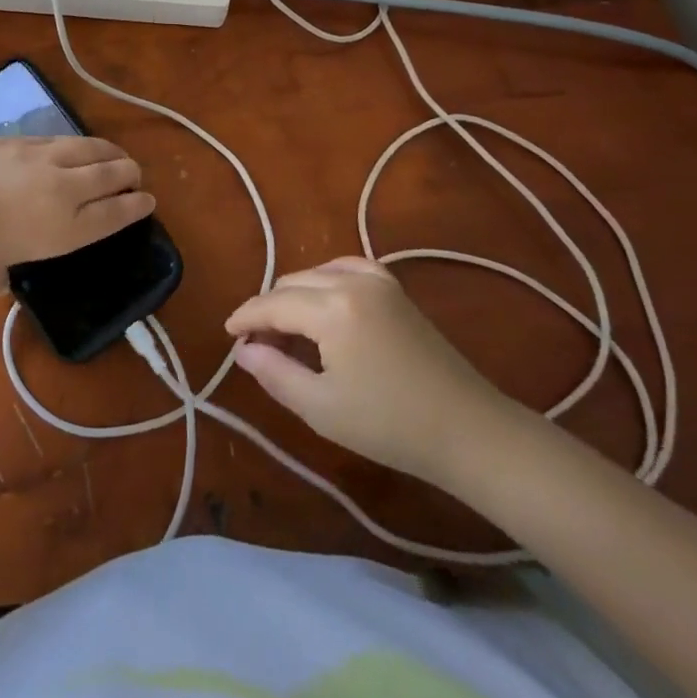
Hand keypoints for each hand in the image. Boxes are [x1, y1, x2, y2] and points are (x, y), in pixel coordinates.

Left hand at [0, 136, 155, 281]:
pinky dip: (76, 144)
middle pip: (112, 175)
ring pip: (91, 149)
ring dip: (110, 152)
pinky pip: (60, 139)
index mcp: (65, 229)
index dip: (136, 207)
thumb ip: (3, 273)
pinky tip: (75, 147)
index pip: (114, 214)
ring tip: (117, 156)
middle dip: (130, 175)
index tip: (148, 201)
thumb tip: (0, 281)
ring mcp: (43, 158)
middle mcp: (64, 189)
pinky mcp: (21, 139)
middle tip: (136, 176)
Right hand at [225, 257, 516, 488]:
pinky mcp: (395, 288)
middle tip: (256, 342)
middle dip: (268, 308)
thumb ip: (274, 373)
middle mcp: (351, 282)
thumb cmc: (390, 425)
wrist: (469, 430)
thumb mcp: (321, 408)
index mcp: (331, 309)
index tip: (227, 333)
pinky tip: (322, 299)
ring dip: (294, 294)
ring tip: (285, 328)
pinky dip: (325, 278)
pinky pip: (347, 267)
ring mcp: (377, 280)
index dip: (245, 318)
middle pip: (292, 284)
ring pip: (316, 273)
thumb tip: (243, 349)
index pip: (273, 304)